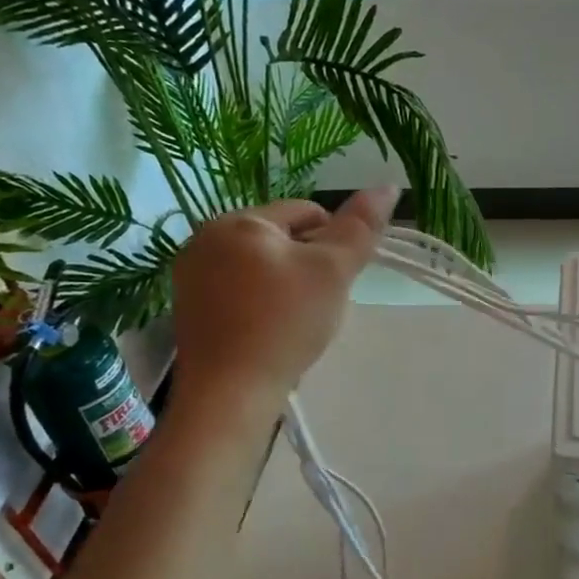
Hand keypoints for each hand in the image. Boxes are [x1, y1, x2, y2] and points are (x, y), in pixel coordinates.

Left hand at [169, 188, 397, 406]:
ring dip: (285, 286)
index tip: (337, 281)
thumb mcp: (333, 271)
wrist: (231, 392)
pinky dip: (260, 305)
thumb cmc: (285, 323)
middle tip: (318, 306)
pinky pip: (238, 291)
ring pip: (260, 266)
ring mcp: (191, 274)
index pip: (307, 212)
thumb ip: (361, 227)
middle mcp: (205, 237)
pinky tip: (269, 333)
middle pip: (281, 238)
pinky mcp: (189, 308)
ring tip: (295, 323)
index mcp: (240, 221)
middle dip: (307, 266)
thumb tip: (389, 186)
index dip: (334, 244)